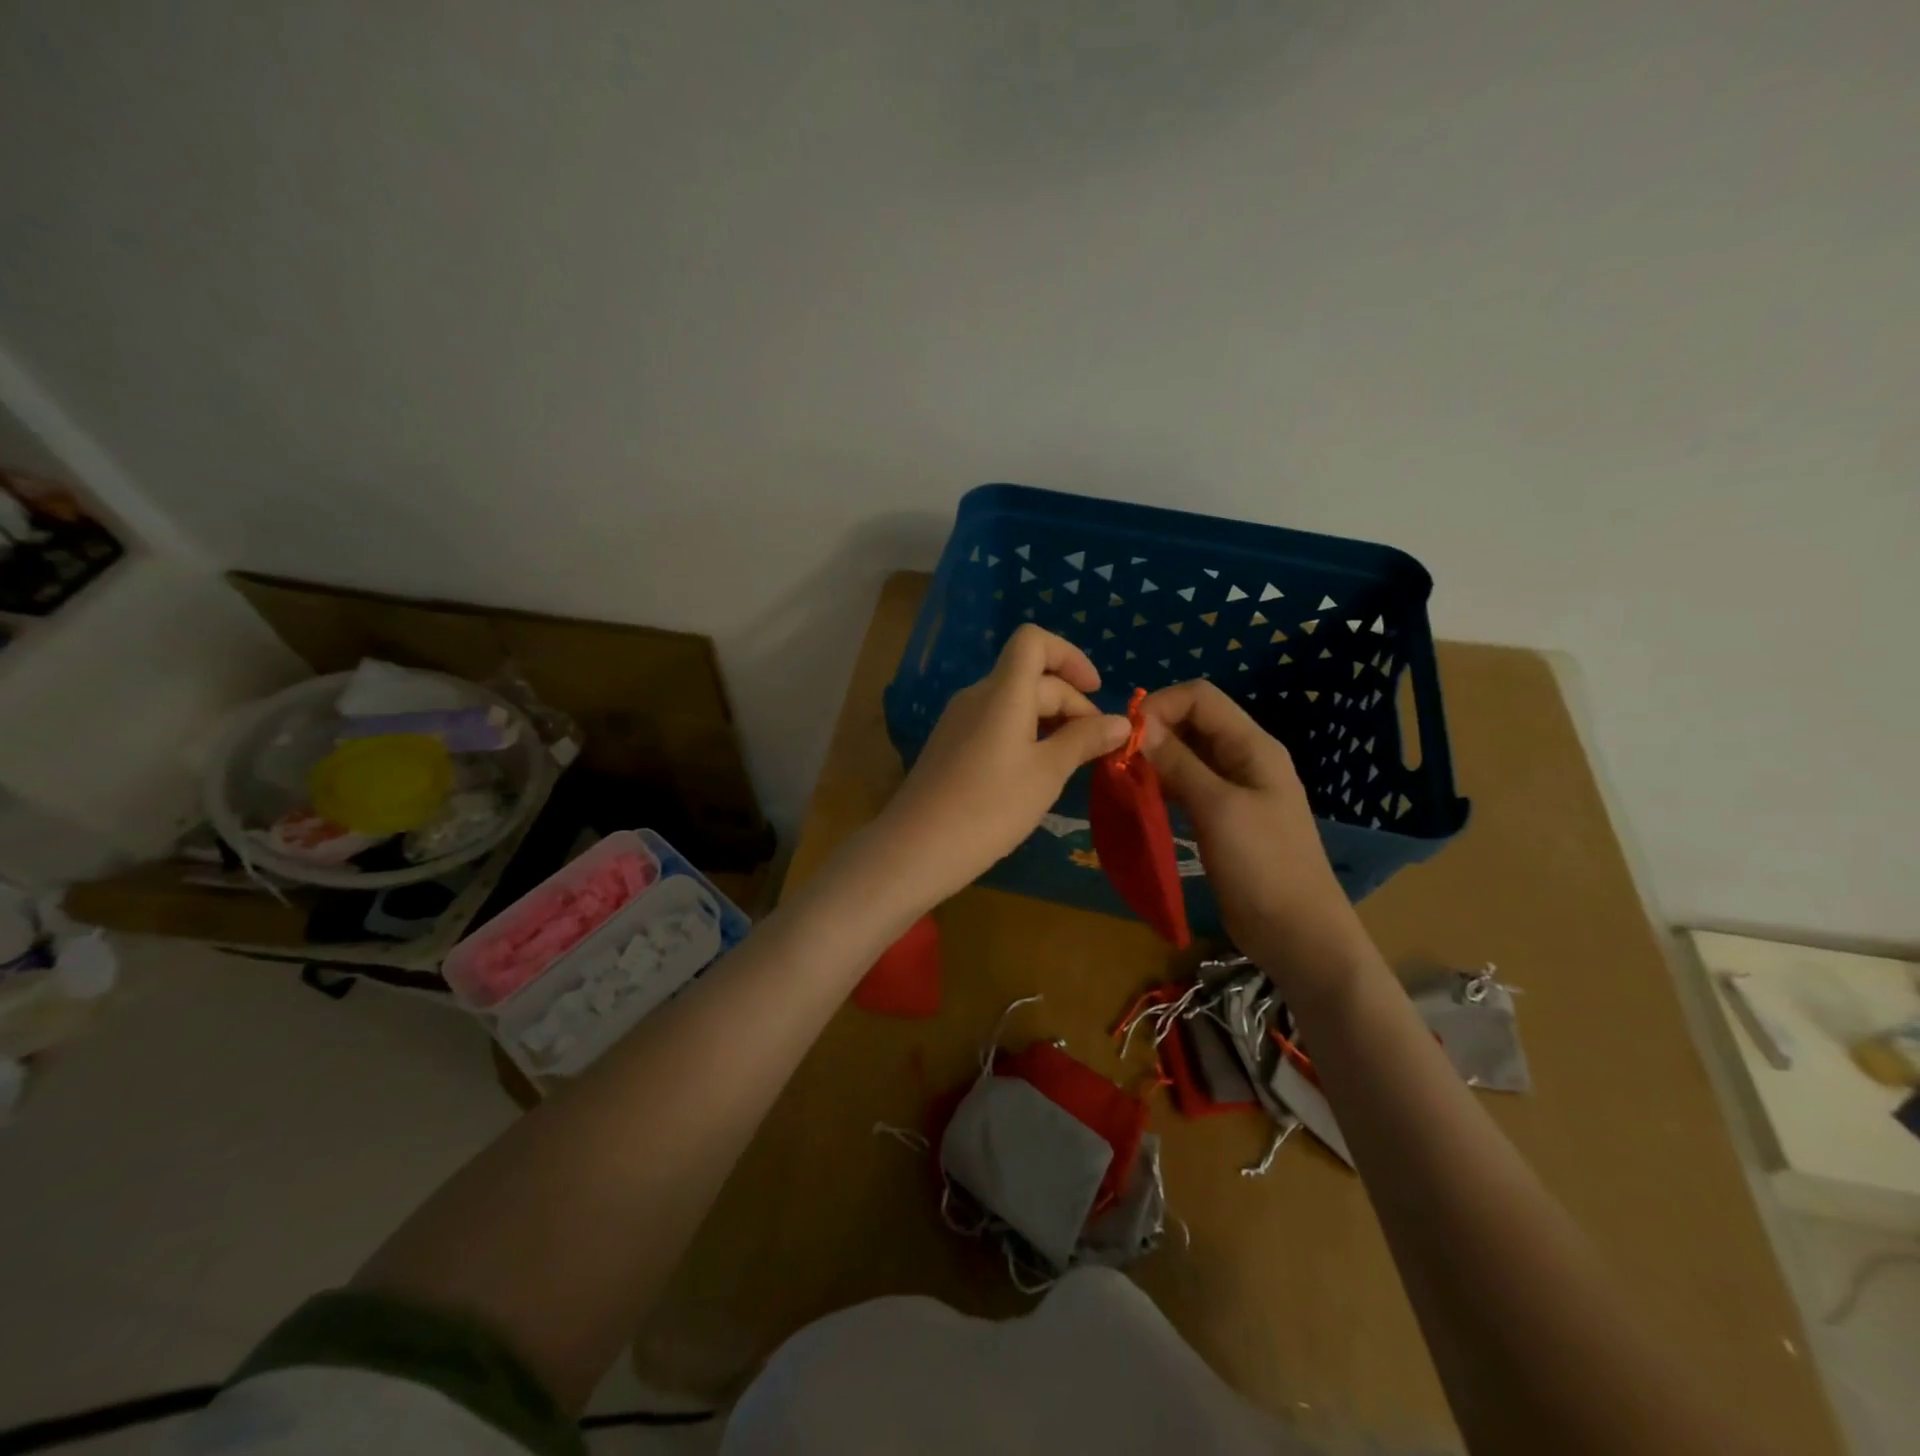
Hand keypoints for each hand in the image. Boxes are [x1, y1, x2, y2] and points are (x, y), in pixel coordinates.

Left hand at [875, 625, 1129, 908]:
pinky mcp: (950, 746)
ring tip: (1070, 763)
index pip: (1033, 641)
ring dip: (1049, 722)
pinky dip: (1024, 736)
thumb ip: (1083, 741)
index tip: (1095, 692)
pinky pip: (995, 725)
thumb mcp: (1047, 774)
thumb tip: (1120, 722)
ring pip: (1013, 703)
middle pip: (1030, 677)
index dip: (1070, 656)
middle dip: (1070, 703)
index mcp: (1002, 692)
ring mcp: (959, 721)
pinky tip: (1034, 775)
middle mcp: (977, 696)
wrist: (916, 848)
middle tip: (1095, 748)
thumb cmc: (990, 807)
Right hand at [1141, 681, 1373, 1001]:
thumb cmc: (1262, 866)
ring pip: (1186, 755)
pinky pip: (1187, 786)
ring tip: (1123, 780)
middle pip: (1192, 723)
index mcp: (1253, 746)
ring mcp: (1234, 790)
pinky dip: (1162, 786)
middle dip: (1153, 733)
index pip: (1199, 697)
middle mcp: (1244, 759)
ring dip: (1154, 760)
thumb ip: (1178, 762)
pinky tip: (1140, 801)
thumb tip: (1138, 723)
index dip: (1160, 707)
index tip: (1125, 738)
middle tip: (1117, 762)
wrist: (1297, 934)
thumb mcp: (1217, 808)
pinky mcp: (1222, 818)